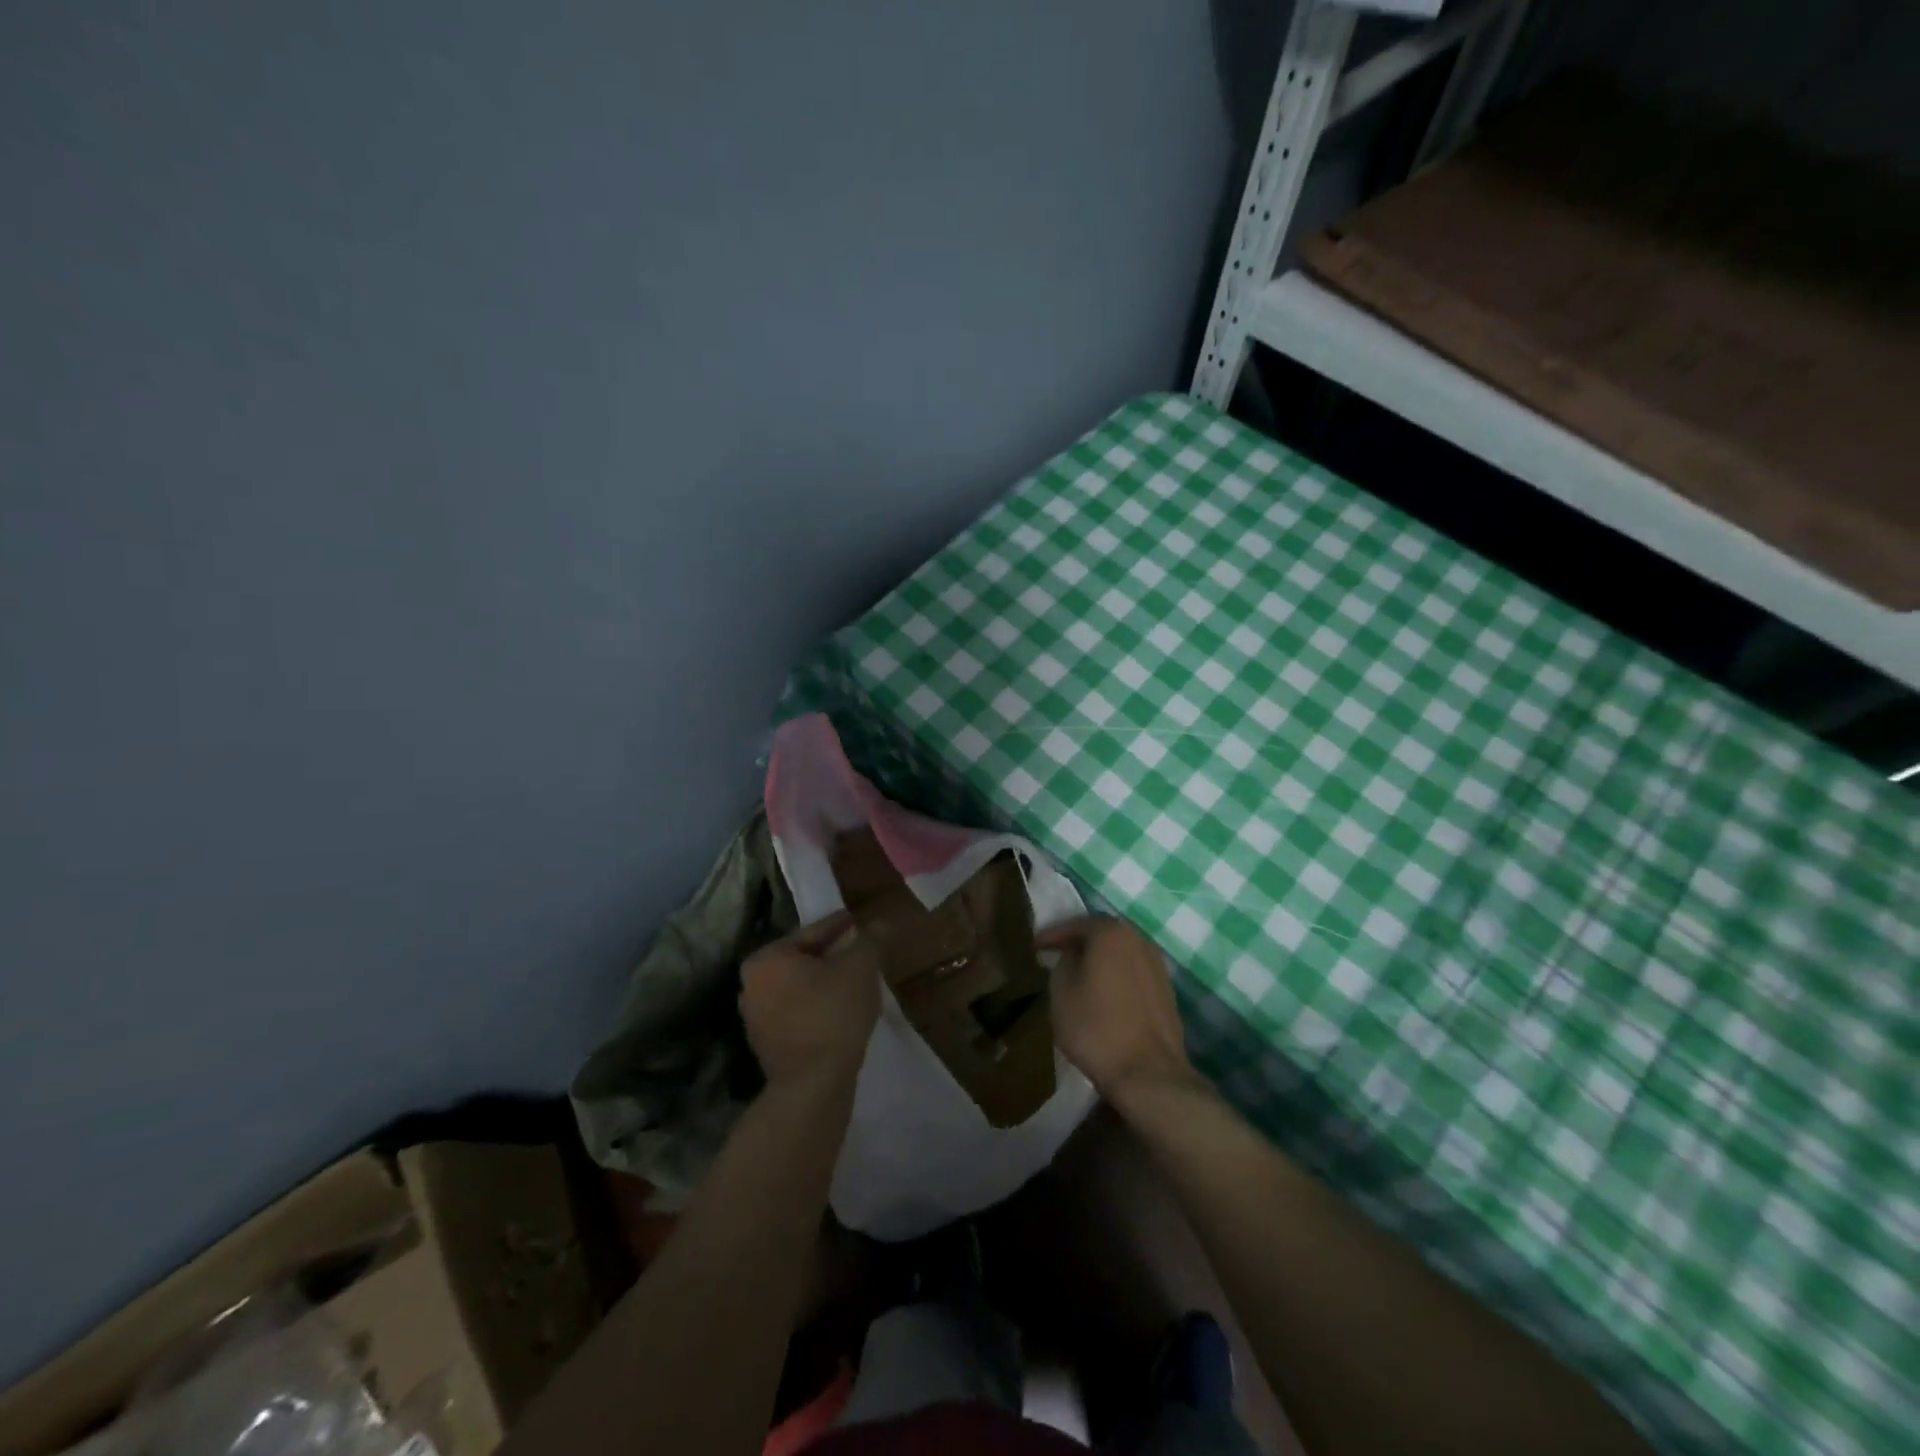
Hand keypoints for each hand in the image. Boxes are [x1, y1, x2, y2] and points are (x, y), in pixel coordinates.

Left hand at [741, 910, 881, 1093]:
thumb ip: (871, 939)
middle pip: (802, 960)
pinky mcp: (767, 1046)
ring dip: (824, 982)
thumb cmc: (833, 1014)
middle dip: (830, 955)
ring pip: (799, 988)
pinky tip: (841, 1010)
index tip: (855, 920)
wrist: (813, 1086)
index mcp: (767, 958)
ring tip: (854, 980)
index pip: (812, 933)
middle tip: (858, 950)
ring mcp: (755, 1018)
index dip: (839, 925)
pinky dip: (817, 1007)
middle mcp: (751, 984)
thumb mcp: (861, 967)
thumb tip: (880, 924)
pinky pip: (797, 1013)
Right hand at [1040, 915, 1199, 1106]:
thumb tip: (1072, 954)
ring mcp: (1157, 965)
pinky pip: (1134, 972)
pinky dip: (1117, 976)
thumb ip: (1063, 962)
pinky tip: (1105, 993)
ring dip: (1100, 959)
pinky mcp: (1167, 990)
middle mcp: (1138, 939)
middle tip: (1058, 954)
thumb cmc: (1096, 1028)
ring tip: (1080, 974)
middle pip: (1103, 934)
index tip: (1036, 945)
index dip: (1053, 934)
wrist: (1148, 1073)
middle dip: (1080, 942)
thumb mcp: (1061, 992)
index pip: (1076, 924)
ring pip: (1121, 953)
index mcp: (1111, 933)